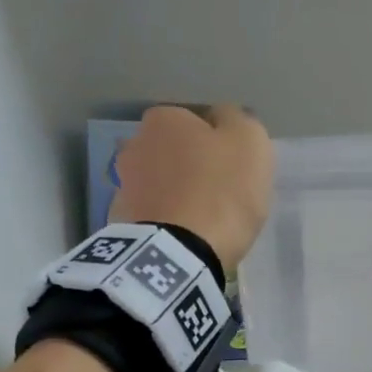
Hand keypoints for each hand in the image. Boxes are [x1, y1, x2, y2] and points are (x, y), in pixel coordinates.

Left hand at [111, 106, 273, 270]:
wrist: (180, 253)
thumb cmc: (221, 191)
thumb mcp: (250, 142)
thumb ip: (238, 120)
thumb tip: (223, 119)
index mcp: (164, 118)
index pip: (197, 121)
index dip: (219, 144)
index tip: (234, 168)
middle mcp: (135, 143)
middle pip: (175, 151)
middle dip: (193, 166)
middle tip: (221, 194)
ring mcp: (124, 184)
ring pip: (161, 182)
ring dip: (178, 194)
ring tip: (204, 221)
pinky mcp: (121, 222)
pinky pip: (153, 213)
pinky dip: (167, 219)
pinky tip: (185, 236)